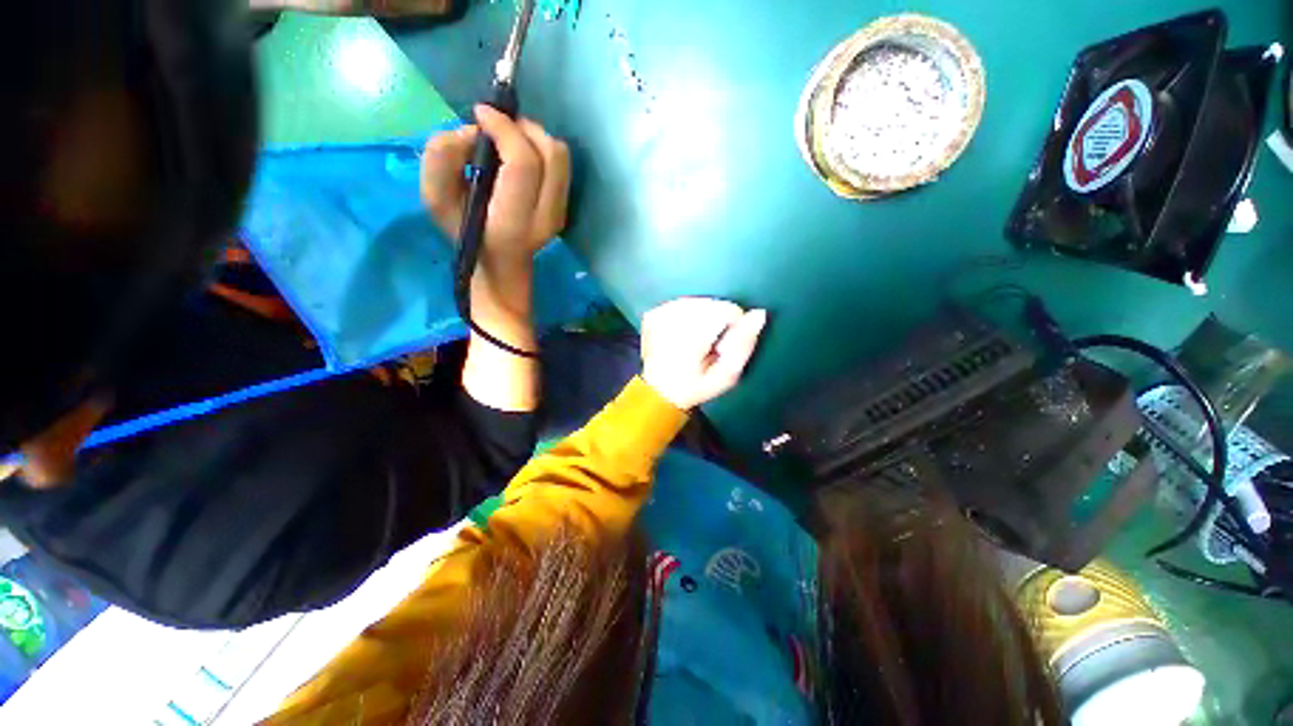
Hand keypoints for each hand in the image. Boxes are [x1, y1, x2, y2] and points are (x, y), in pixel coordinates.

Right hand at [421, 106, 570, 270]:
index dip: (504, 128)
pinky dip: (541, 148)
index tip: (480, 114)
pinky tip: (521, 152)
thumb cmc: (465, 232)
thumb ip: (441, 160)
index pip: (524, 163)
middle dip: (522, 127)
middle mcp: (545, 218)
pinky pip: (561, 165)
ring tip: (509, 137)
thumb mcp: (437, 200)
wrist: (501, 263)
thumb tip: (470, 132)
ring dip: (534, 135)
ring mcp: (560, 214)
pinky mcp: (565, 208)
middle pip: (550, 154)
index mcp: (513, 221)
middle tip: (497, 125)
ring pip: (560, 157)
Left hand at [641, 298, 767, 409]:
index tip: (723, 347)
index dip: (733, 327)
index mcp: (689, 338)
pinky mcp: (652, 314)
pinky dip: (689, 315)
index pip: (726, 311)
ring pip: (698, 301)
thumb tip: (759, 314)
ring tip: (698, 340)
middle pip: (711, 304)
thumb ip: (744, 346)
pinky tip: (684, 334)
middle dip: (718, 320)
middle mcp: (671, 321)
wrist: (659, 392)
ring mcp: (659, 315)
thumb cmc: (695, 387)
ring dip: (704, 316)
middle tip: (710, 345)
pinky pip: (682, 303)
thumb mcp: (725, 376)